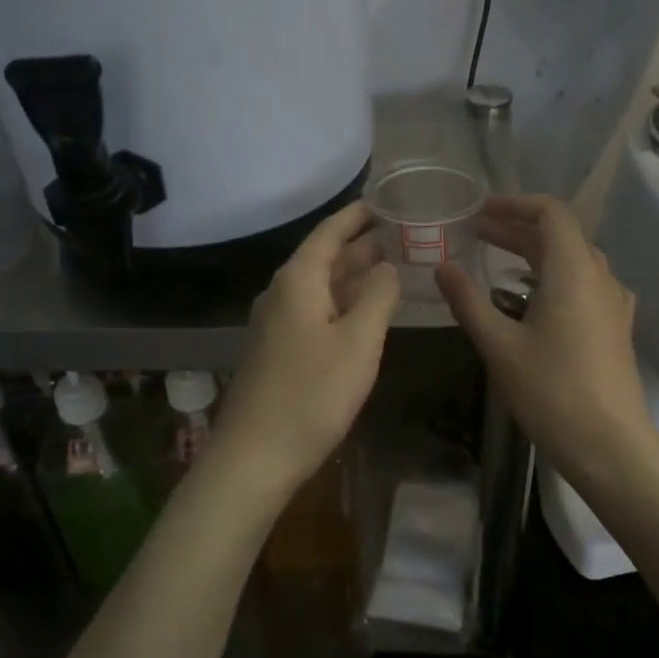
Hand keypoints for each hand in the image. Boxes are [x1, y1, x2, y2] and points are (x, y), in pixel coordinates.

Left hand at [211, 201, 399, 500]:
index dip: (357, 215)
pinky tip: (365, 314)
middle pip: (325, 258)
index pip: (329, 233)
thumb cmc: (312, 394)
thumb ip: (378, 297)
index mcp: (298, 281)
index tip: (385, 201)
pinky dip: (343, 304)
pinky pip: (315, 312)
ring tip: (392, 267)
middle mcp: (282, 294)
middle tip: (402, 235)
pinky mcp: (279, 351)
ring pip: (321, 287)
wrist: (255, 455)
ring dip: (354, 276)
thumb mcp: (358, 342)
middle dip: (362, 245)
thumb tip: (386, 266)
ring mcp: (277, 324)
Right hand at [436, 195, 658, 491]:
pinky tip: (530, 297)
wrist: (610, 446)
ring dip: (535, 252)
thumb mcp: (499, 346)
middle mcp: (599, 277)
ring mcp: (613, 303)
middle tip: (477, 233)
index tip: (481, 210)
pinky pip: (583, 283)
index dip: (516, 205)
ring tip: (496, 259)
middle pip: (561, 234)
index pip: (552, 213)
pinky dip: (553, 275)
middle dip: (518, 228)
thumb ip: (468, 301)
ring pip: (574, 259)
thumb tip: (442, 268)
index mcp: (573, 271)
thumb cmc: (551, 392)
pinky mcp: (615, 326)